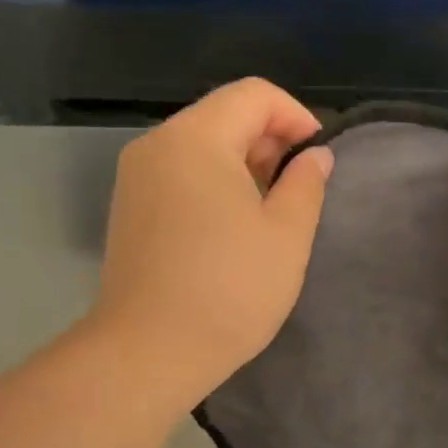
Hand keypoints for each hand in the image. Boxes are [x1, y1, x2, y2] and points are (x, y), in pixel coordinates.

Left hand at [89, 79, 332, 407]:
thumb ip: (306, 183)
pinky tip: (232, 228)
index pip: (254, 95)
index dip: (296, 117)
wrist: (149, 352)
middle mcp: (158, 145)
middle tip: (298, 190)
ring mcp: (136, 178)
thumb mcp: (286, 235)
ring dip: (244, 165)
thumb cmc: (229, 290)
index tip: (318, 160)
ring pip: (201, 147)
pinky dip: (214, 184)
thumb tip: (315, 156)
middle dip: (270, 141)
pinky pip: (180, 175)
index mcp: (196, 138)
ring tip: (270, 212)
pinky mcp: (129, 209)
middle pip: (224, 115)